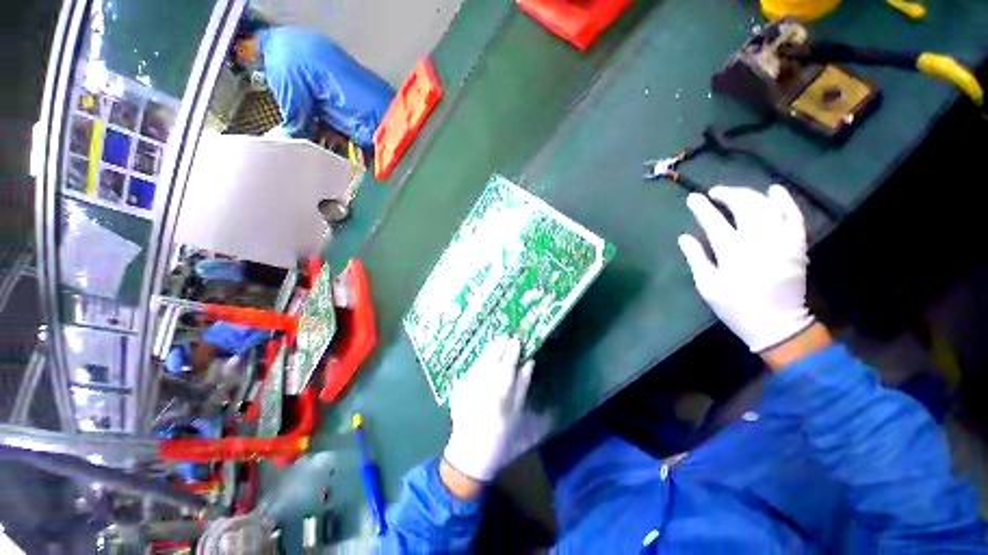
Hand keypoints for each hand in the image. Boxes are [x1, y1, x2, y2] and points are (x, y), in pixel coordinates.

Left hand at [443, 337, 550, 485]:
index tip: (517, 339)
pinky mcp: (459, 389)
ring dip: (488, 350)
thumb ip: (522, 386)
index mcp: (500, 392)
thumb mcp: (518, 414)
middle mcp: (483, 385)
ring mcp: (470, 385)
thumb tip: (529, 364)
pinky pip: (471, 369)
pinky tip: (482, 357)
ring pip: (480, 362)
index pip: (508, 364)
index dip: (513, 350)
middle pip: (492, 360)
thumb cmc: (501, 438)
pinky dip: (478, 361)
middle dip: (499, 346)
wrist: (470, 454)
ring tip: (496, 341)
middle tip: (506, 336)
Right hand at [678, 185, 814, 352]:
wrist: (777, 324)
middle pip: (744, 206)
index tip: (692, 198)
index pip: (714, 221)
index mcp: (733, 252)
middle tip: (714, 192)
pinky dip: (785, 200)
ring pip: (767, 206)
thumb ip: (696, 258)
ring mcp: (783, 240)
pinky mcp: (798, 244)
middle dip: (727, 194)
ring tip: (735, 192)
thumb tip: (684, 237)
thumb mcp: (707, 286)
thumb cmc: (735, 306)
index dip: (702, 207)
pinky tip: (774, 190)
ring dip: (749, 194)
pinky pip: (795, 215)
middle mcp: (759, 240)